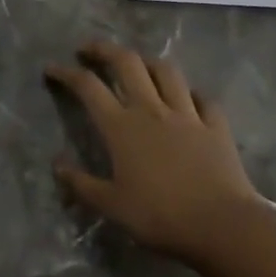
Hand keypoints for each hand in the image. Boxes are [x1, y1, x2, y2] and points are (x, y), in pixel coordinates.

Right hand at [46, 41, 261, 262]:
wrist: (224, 227)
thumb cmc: (161, 216)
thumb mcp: (112, 206)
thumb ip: (82, 184)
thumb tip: (56, 164)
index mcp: (121, 126)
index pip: (87, 86)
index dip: (66, 73)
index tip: (51, 69)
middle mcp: (150, 109)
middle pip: (126, 62)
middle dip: (104, 49)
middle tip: (89, 50)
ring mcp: (186, 115)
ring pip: (165, 72)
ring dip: (147, 62)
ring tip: (138, 65)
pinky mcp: (216, 127)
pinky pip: (204, 99)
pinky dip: (192, 94)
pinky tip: (188, 98)